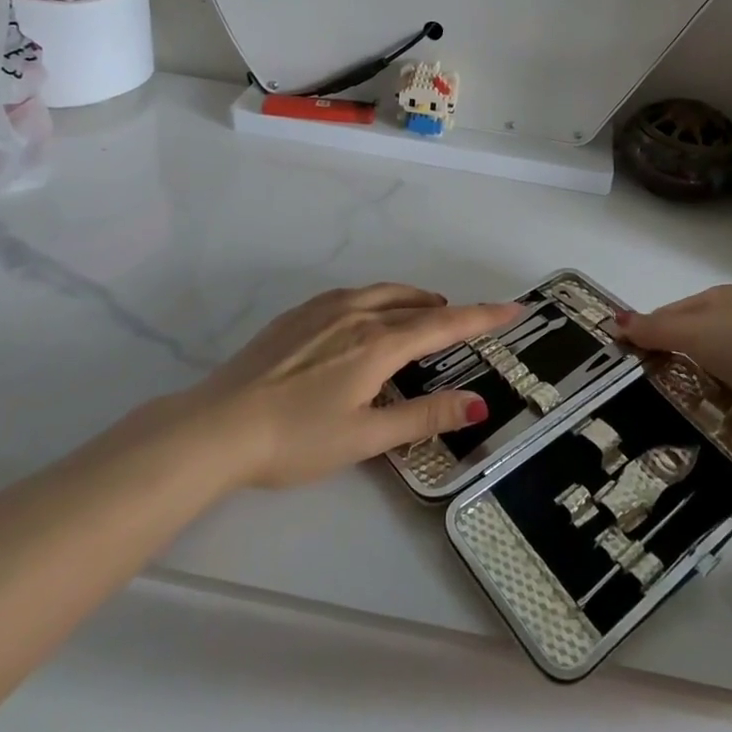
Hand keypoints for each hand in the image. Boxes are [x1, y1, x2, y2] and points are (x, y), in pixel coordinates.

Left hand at [196, 283, 520, 489]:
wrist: (217, 425)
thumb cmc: (296, 439)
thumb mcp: (366, 437)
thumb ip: (424, 416)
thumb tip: (479, 405)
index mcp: (379, 343)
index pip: (444, 324)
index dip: (483, 316)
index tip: (514, 308)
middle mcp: (358, 313)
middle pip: (416, 304)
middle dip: (447, 309)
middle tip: (466, 320)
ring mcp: (325, 308)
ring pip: (384, 293)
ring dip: (413, 300)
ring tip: (425, 312)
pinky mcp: (299, 313)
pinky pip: (355, 294)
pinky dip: (380, 299)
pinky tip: (369, 316)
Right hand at [612, 285, 731, 448]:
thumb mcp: (696, 330)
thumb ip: (655, 328)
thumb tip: (613, 320)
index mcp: (721, 299)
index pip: (672, 312)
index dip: (646, 332)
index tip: (620, 359)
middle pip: (687, 344)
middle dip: (663, 364)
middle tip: (630, 390)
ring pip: (703, 374)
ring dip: (685, 389)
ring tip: (650, 412)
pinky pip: (722, 399)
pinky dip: (707, 408)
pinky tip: (687, 423)